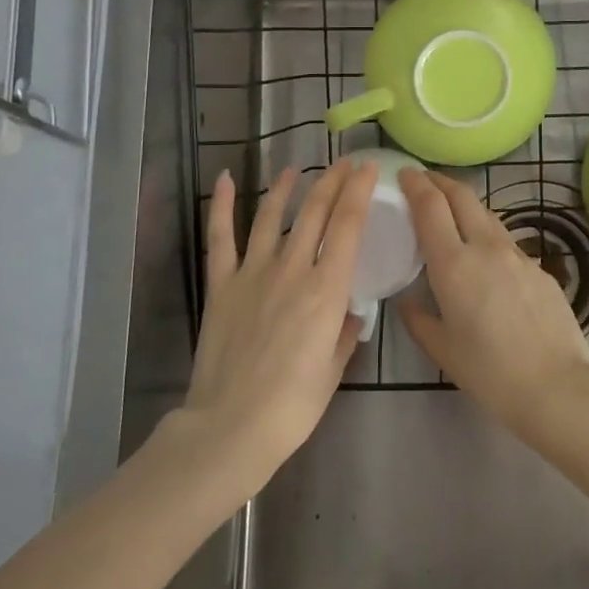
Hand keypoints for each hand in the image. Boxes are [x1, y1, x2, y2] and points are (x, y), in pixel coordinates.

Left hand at [180, 158, 376, 496]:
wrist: (232, 425)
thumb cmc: (293, 406)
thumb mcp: (334, 371)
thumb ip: (345, 335)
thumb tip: (351, 314)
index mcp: (326, 290)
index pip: (348, 225)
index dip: (359, 191)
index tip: (368, 168)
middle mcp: (292, 270)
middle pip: (315, 212)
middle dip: (333, 181)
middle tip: (344, 163)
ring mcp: (253, 273)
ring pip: (271, 216)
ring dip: (285, 187)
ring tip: (296, 169)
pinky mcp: (222, 285)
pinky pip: (220, 237)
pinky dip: (222, 206)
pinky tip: (225, 179)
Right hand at [397, 169, 588, 440]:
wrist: (559, 387)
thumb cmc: (491, 373)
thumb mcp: (443, 350)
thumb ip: (419, 320)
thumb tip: (407, 302)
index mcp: (454, 265)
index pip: (431, 207)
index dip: (416, 184)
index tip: (404, 174)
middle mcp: (486, 248)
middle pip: (462, 195)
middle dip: (440, 181)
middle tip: (423, 180)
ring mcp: (518, 255)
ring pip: (487, 214)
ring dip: (465, 204)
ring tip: (451, 213)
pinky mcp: (540, 268)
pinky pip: (507, 241)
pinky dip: (487, 235)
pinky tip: (486, 258)